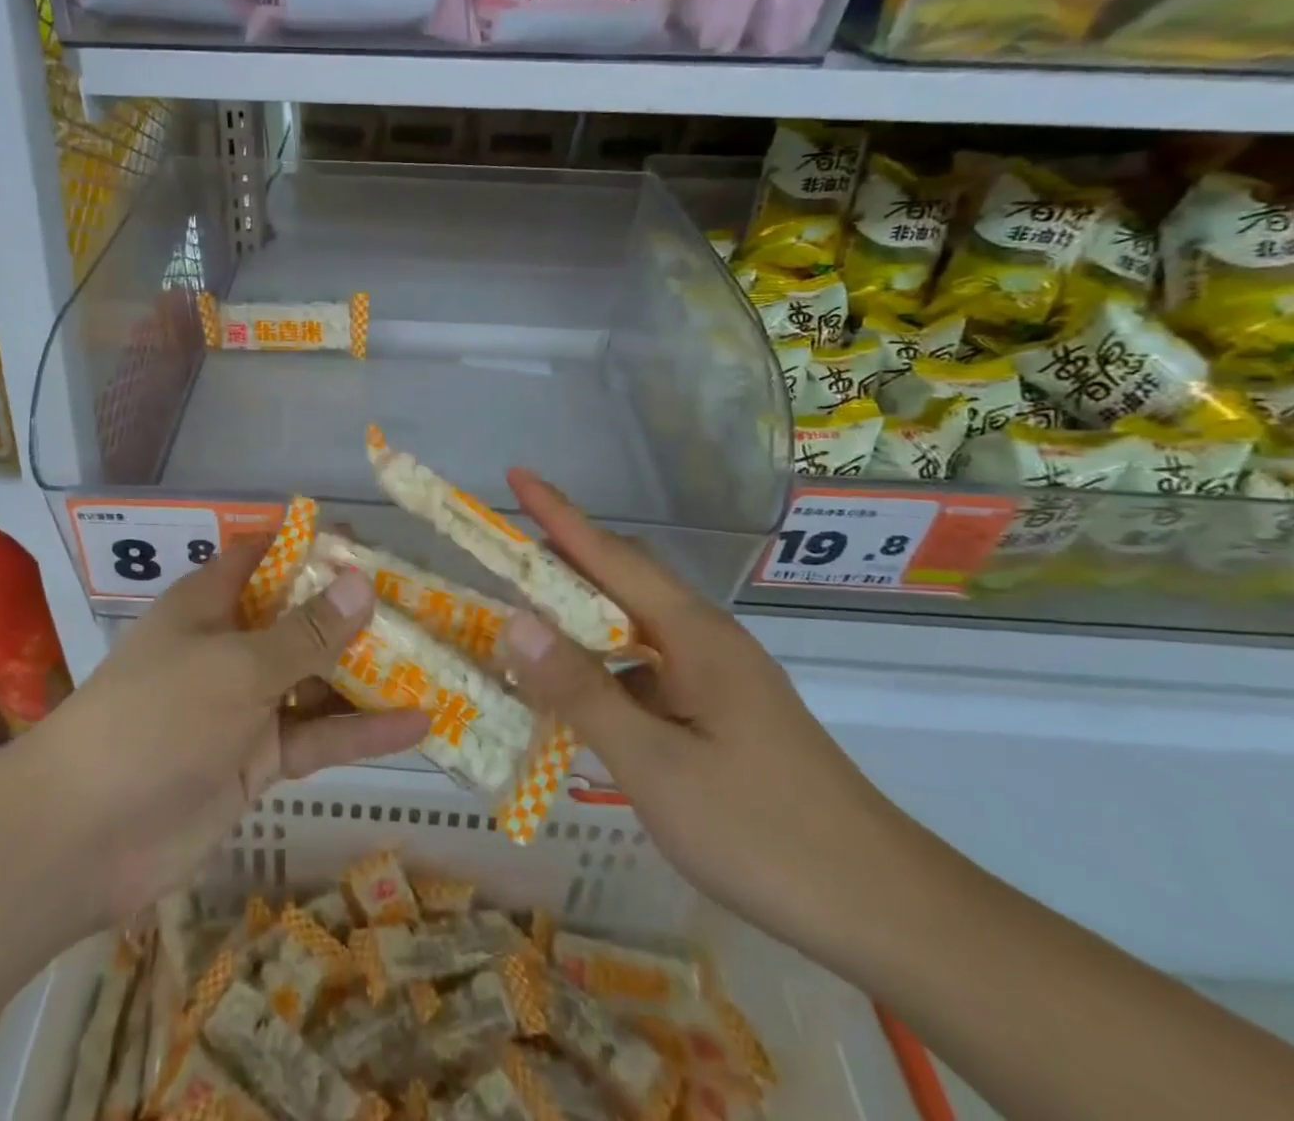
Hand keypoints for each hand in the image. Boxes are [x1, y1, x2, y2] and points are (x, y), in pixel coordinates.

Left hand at [33, 541, 429, 927]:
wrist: (86, 836)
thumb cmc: (158, 719)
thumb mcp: (238, 666)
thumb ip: (305, 632)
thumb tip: (362, 581)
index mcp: (212, 603)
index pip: (266, 556)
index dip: (313, 546)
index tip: (372, 544)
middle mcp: (231, 645)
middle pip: (301, 616)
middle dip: (356, 612)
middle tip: (425, 605)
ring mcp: (246, 704)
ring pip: (317, 677)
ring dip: (369, 672)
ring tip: (436, 660)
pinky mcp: (259, 759)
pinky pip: (317, 734)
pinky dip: (362, 730)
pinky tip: (418, 724)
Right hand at [498, 470, 923, 960]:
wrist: (886, 909)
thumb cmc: (763, 831)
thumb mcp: (655, 766)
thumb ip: (581, 691)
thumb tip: (513, 621)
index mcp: (692, 634)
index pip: (610, 554)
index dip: (557, 513)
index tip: (514, 474)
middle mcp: (704, 638)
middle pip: (622, 576)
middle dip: (560, 557)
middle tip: (498, 560)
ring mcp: (715, 674)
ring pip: (632, 623)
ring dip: (577, 614)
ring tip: (520, 621)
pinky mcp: (719, 709)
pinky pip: (644, 665)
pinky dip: (600, 662)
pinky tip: (573, 692)